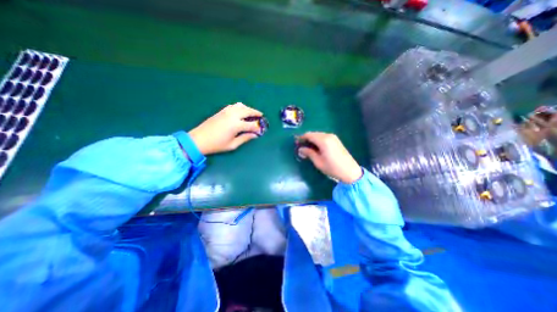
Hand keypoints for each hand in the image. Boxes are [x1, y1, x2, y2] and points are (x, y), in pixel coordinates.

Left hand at [189, 103, 263, 154]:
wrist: (199, 140)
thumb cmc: (217, 145)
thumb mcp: (233, 144)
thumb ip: (245, 138)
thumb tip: (255, 135)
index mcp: (236, 125)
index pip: (252, 124)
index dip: (258, 128)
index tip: (261, 130)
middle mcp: (233, 115)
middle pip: (248, 111)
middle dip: (256, 113)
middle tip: (261, 116)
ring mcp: (226, 111)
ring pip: (241, 106)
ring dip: (249, 109)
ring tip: (253, 113)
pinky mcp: (222, 111)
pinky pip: (234, 105)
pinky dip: (241, 107)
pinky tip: (242, 111)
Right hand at [298, 130, 364, 182]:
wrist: (350, 171)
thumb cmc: (332, 168)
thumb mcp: (318, 162)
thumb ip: (308, 153)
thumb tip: (300, 149)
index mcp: (323, 140)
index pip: (309, 135)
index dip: (301, 138)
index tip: (296, 143)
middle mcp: (328, 136)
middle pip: (313, 134)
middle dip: (306, 139)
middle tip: (301, 147)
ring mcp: (333, 137)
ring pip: (318, 135)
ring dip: (312, 140)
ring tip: (308, 148)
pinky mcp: (336, 140)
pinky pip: (324, 137)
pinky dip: (318, 141)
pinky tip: (316, 148)